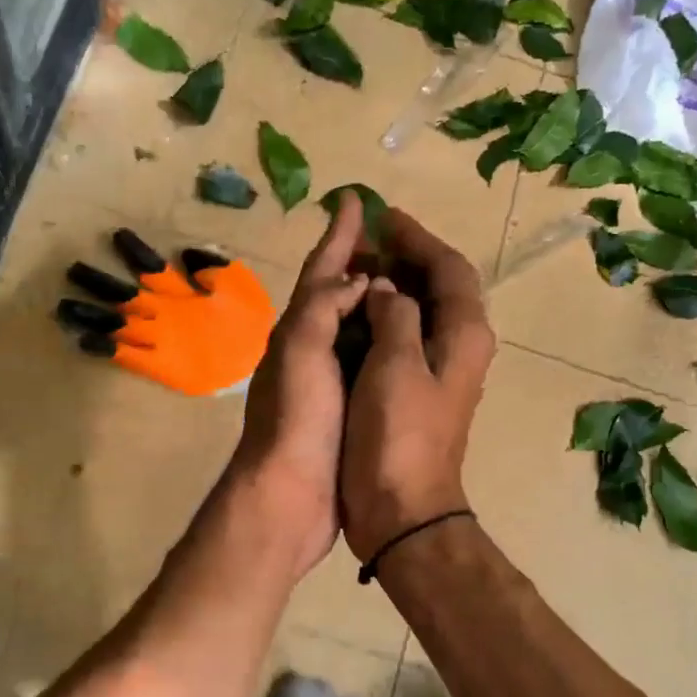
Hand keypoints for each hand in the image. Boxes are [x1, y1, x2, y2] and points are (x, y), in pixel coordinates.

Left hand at [226, 195, 369, 580]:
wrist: (291, 496)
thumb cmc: (296, 419)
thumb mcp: (301, 350)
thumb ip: (323, 307)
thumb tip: (356, 283)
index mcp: (297, 332)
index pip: (320, 272)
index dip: (338, 236)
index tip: (355, 200)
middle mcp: (310, 351)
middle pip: (336, 296)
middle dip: (358, 264)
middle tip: (391, 239)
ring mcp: (327, 383)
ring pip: (354, 330)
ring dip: (374, 302)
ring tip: (405, 281)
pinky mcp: (346, 411)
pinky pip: (368, 363)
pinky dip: (383, 343)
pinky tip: (403, 341)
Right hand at [340, 210, 494, 561]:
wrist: (403, 509)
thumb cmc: (398, 436)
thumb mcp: (395, 365)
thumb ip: (395, 316)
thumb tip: (388, 290)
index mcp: (464, 334)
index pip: (448, 268)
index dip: (417, 238)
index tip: (384, 217)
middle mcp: (461, 347)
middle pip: (440, 286)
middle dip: (407, 257)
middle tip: (366, 238)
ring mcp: (442, 372)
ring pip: (422, 312)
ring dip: (395, 286)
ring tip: (357, 268)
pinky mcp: (420, 393)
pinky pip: (406, 338)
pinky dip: (386, 318)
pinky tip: (357, 316)